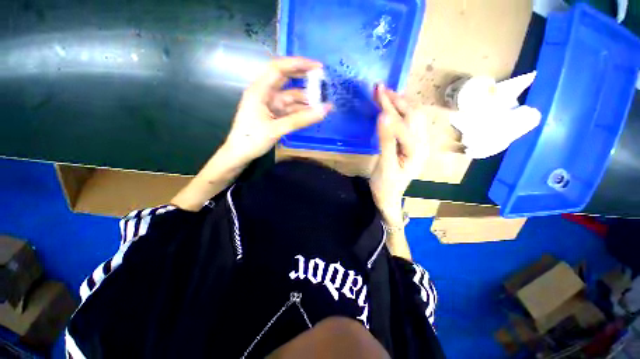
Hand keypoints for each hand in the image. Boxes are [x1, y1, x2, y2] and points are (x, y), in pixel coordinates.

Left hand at [224, 57, 331, 161]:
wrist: (240, 154)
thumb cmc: (251, 139)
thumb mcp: (276, 129)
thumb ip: (300, 120)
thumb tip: (324, 110)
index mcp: (260, 90)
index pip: (279, 68)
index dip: (298, 64)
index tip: (318, 67)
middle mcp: (265, 94)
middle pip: (286, 80)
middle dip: (304, 78)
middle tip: (323, 81)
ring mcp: (270, 105)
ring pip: (290, 97)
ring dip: (305, 99)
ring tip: (323, 102)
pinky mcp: (274, 115)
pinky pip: (290, 110)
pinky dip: (301, 111)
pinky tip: (313, 113)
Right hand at [370, 84, 428, 226]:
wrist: (388, 197)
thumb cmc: (386, 185)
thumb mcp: (385, 165)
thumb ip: (386, 141)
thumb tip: (382, 116)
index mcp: (417, 150)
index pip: (404, 123)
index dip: (390, 108)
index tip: (378, 92)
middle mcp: (422, 143)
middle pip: (413, 115)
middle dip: (397, 100)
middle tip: (381, 87)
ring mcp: (418, 143)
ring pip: (413, 117)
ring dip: (400, 103)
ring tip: (386, 93)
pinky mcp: (411, 144)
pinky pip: (408, 123)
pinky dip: (400, 111)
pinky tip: (392, 106)